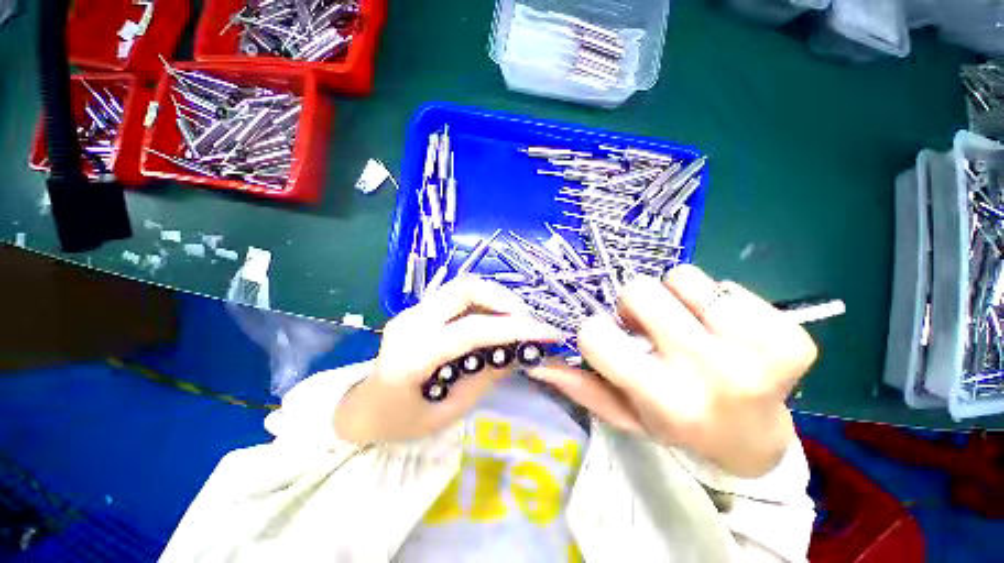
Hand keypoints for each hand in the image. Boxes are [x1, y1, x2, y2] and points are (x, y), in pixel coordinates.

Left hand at [335, 276, 561, 443]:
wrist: (363, 408)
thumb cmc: (402, 422)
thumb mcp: (450, 412)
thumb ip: (486, 377)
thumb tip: (520, 352)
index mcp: (413, 355)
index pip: (472, 330)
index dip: (514, 328)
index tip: (548, 332)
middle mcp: (411, 322)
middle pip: (465, 289)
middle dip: (504, 299)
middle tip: (528, 321)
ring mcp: (411, 310)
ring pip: (462, 286)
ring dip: (495, 297)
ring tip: (515, 319)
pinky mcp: (417, 309)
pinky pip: (456, 296)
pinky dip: (482, 302)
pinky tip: (494, 319)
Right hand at [528, 265, 817, 477]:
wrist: (754, 440)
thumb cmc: (676, 425)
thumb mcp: (622, 412)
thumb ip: (580, 385)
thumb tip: (537, 361)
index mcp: (663, 398)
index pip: (596, 333)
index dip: (595, 330)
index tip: (612, 340)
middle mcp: (711, 373)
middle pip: (638, 289)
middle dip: (635, 305)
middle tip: (650, 328)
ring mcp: (758, 351)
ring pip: (682, 276)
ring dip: (675, 299)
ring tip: (690, 328)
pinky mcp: (792, 335)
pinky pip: (726, 284)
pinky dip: (715, 301)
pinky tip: (724, 331)